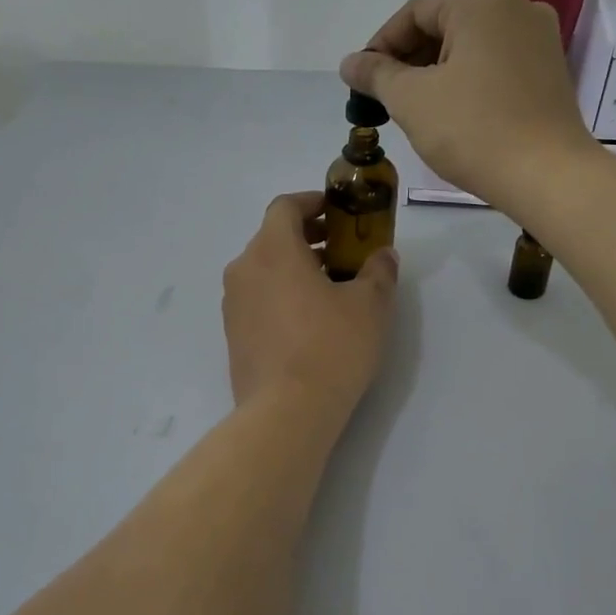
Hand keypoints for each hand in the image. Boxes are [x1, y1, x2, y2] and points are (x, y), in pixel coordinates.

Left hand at [222, 192, 397, 420]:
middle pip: (273, 236)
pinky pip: (257, 297)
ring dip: (294, 266)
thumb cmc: (331, 347)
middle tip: (342, 250)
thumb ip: (378, 271)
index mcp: (272, 249)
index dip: (312, 202)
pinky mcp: (232, 334)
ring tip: (330, 287)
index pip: (285, 206)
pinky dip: (280, 293)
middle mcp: (244, 268)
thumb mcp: (369, 305)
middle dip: (308, 236)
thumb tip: (382, 255)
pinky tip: (308, 319)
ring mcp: (233, 303)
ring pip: (263, 268)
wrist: (286, 412)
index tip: (338, 213)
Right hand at [339, 0, 600, 211]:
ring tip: (415, 109)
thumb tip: (349, 63)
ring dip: (436, 72)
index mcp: (481, 0)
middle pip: (445, 24)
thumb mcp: (411, 100)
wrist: (548, 176)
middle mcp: (516, 4)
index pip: (414, 13)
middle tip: (384, 98)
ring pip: (471, 45)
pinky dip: (468, 80)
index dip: (380, 46)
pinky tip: (453, 112)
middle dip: (409, 60)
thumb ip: (376, 75)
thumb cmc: (473, 130)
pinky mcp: (550, 69)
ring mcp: (540, 36)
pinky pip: (496, 63)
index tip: (361, 82)